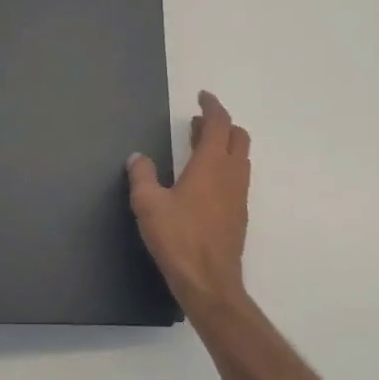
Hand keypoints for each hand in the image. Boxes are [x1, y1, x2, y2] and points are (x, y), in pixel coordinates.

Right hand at [127, 91, 250, 318]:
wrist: (210, 282)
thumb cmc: (178, 239)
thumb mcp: (148, 204)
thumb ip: (142, 175)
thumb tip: (138, 157)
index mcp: (212, 164)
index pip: (220, 124)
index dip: (212, 106)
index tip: (202, 97)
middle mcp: (232, 175)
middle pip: (237, 137)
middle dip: (221, 124)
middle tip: (197, 123)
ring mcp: (239, 195)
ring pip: (240, 158)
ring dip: (224, 145)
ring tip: (199, 147)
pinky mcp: (239, 214)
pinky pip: (237, 178)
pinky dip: (225, 166)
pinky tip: (204, 181)